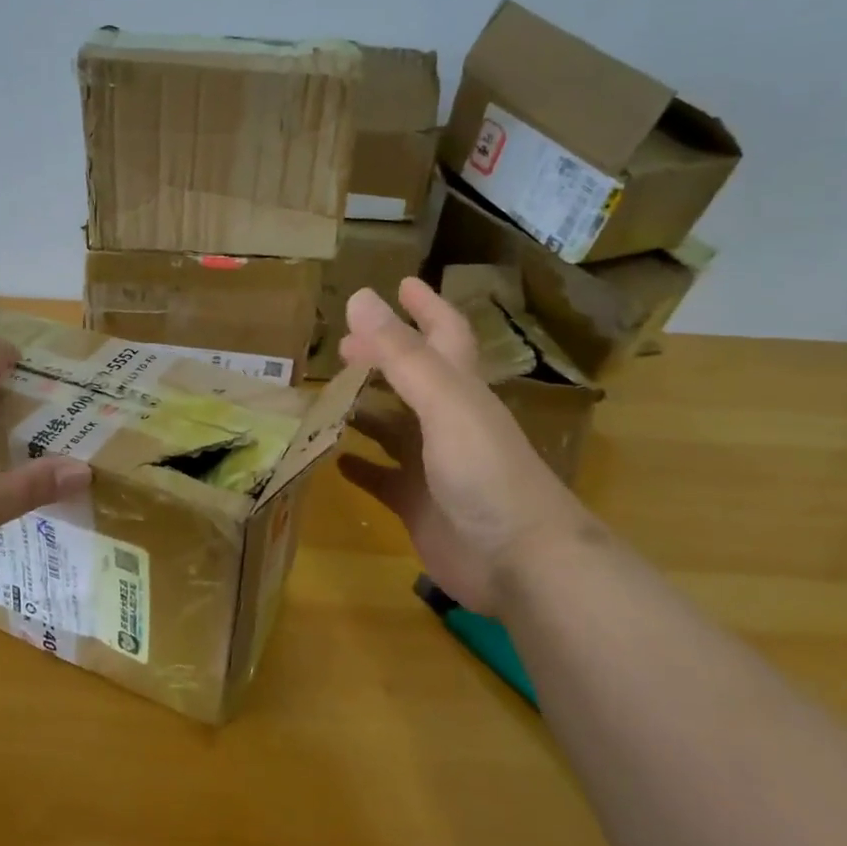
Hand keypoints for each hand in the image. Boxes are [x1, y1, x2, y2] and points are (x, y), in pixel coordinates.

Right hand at [337, 278, 597, 612]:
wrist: (521, 562)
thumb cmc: (485, 472)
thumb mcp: (443, 401)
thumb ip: (401, 353)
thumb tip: (360, 297)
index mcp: (460, 389)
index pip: (444, 334)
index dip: (426, 307)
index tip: (401, 283)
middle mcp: (447, 421)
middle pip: (412, 379)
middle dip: (381, 357)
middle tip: (343, 345)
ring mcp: (431, 465)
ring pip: (392, 427)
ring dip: (363, 410)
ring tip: (325, 395)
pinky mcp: (416, 504)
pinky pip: (381, 478)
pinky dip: (359, 467)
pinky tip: (333, 459)